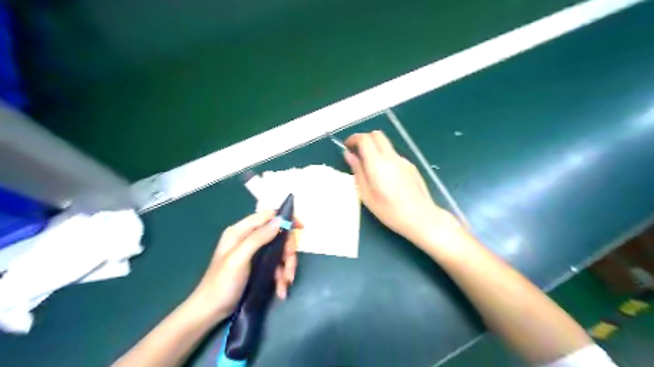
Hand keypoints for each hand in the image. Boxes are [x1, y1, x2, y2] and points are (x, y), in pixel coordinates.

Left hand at [187, 210, 297, 321]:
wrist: (210, 311)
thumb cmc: (222, 283)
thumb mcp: (239, 258)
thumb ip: (258, 237)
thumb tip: (280, 220)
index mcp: (241, 231)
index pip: (268, 215)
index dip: (286, 218)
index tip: (301, 228)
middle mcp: (249, 238)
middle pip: (279, 235)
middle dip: (288, 252)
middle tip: (290, 269)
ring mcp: (255, 252)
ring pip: (280, 251)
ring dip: (287, 267)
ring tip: (286, 284)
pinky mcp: (259, 265)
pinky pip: (276, 265)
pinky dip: (281, 276)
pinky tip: (281, 290)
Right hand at [345, 132, 456, 242]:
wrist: (422, 217)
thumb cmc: (390, 211)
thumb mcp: (366, 195)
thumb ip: (357, 172)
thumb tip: (349, 155)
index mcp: (378, 163)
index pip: (364, 139)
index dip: (353, 139)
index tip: (347, 147)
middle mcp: (392, 157)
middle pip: (377, 135)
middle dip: (364, 139)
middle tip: (357, 153)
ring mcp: (403, 160)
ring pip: (386, 145)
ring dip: (375, 149)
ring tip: (370, 168)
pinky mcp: (411, 166)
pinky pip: (394, 155)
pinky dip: (385, 158)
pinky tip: (386, 177)